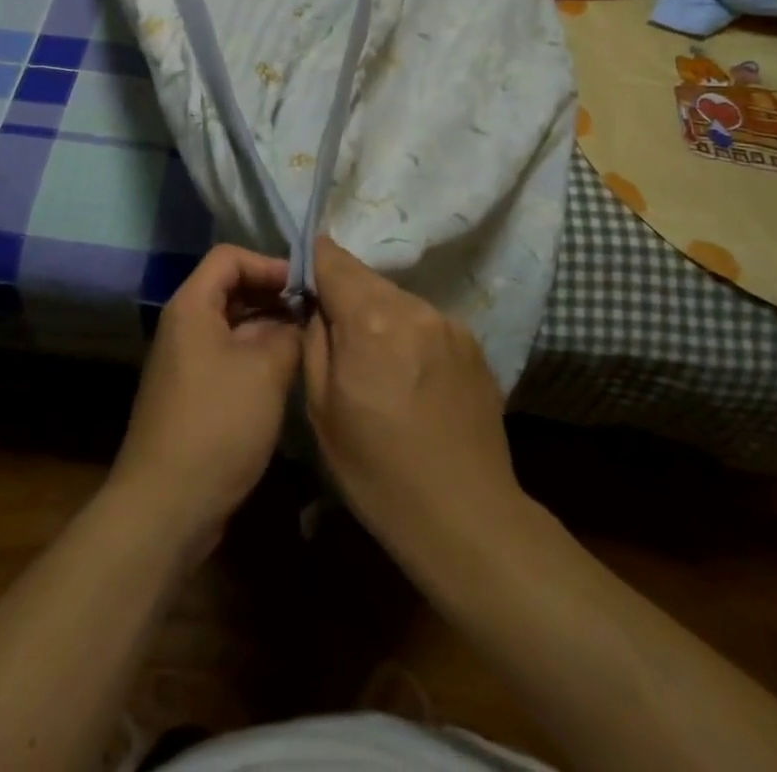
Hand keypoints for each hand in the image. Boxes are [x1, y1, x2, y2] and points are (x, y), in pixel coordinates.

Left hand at [107, 245, 301, 554]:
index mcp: (192, 306)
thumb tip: (300, 319)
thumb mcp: (265, 371)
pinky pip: (228, 356)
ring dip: (269, 328)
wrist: (165, 506)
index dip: (269, 263)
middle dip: (273, 295)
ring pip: (232, 325)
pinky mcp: (193, 393)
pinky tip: (286, 374)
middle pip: (231, 289)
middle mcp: (184, 326)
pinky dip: (256, 356)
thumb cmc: (217, 425)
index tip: (305, 286)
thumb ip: (288, 333)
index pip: (229, 257)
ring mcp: (186, 361)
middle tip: (314, 313)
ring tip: (308, 342)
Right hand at [302, 237, 520, 551]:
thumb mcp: (322, 409)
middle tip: (336, 334)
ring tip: (376, 362)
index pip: (334, 259)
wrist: (465, 517)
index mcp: (370, 319)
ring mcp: (449, 324)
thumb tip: (316, 305)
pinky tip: (411, 378)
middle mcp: (413, 307)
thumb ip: (314, 340)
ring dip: (379, 316)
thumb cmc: (378, 470)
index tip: (303, 278)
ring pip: (398, 299)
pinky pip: (426, 323)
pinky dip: (409, 335)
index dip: (314, 261)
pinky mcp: (473, 344)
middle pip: (367, 278)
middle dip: (346, 294)